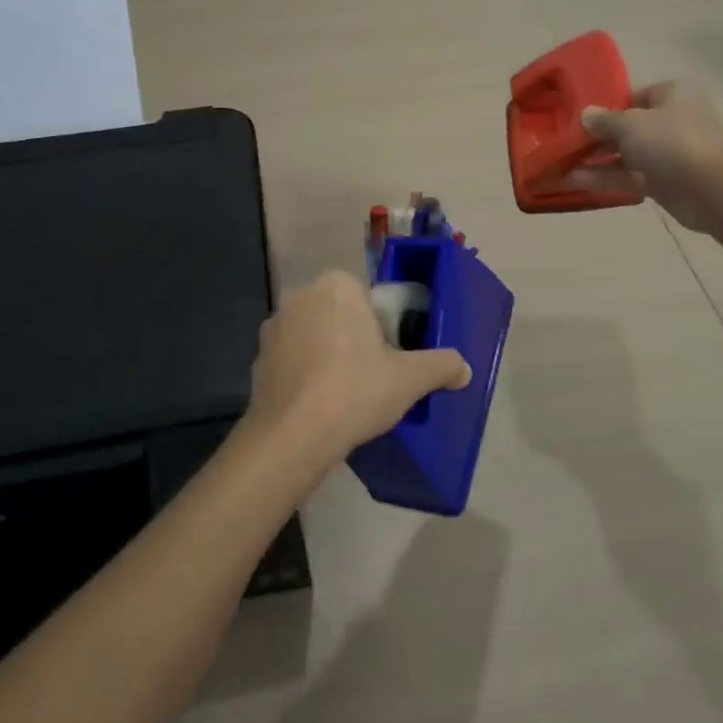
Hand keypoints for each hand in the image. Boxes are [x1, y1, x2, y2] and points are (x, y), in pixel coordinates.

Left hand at [245, 271, 470, 475]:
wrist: (292, 436)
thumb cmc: (355, 391)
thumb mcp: (410, 379)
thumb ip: (441, 365)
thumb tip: (464, 369)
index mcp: (338, 286)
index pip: (367, 296)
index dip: (382, 326)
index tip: (389, 356)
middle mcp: (301, 296)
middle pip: (340, 313)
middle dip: (354, 338)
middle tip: (371, 376)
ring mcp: (274, 327)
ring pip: (314, 335)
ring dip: (327, 354)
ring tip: (343, 394)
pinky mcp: (257, 358)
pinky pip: (292, 359)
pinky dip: (304, 375)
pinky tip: (317, 404)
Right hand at [566, 80, 722, 235]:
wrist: (711, 190)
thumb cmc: (671, 141)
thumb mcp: (630, 123)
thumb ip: (604, 120)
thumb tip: (585, 115)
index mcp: (672, 94)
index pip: (634, 95)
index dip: (606, 105)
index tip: (578, 116)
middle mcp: (672, 121)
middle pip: (627, 127)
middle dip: (595, 137)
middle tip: (564, 142)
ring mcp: (668, 153)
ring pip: (625, 154)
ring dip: (594, 160)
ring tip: (560, 165)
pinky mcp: (663, 182)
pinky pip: (628, 176)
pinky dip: (604, 178)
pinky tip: (572, 182)